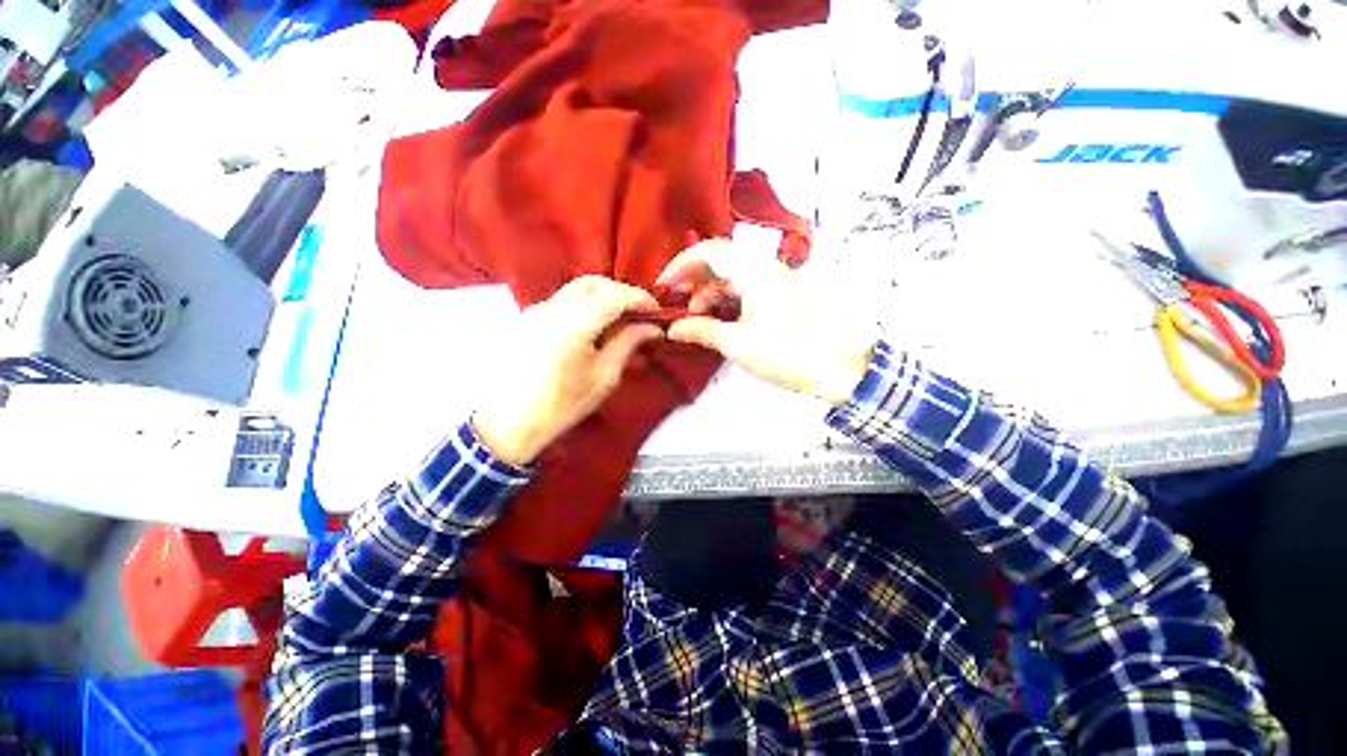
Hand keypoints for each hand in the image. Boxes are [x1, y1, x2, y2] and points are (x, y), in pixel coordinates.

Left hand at [473, 276, 663, 464]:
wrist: (510, 422)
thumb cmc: (563, 405)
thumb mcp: (604, 376)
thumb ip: (628, 344)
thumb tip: (652, 328)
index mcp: (575, 324)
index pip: (615, 296)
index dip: (640, 299)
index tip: (657, 312)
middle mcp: (553, 308)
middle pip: (594, 283)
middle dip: (622, 292)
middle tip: (639, 312)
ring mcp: (536, 310)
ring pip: (576, 288)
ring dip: (603, 296)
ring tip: (619, 318)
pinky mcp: (528, 319)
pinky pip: (562, 300)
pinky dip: (584, 304)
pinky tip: (593, 325)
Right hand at [659, 239, 876, 405]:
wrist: (839, 368)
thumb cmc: (787, 354)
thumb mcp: (739, 345)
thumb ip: (702, 331)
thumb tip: (672, 330)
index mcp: (755, 272)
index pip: (710, 251)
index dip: (681, 265)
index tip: (664, 286)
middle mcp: (766, 267)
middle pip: (721, 261)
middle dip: (694, 279)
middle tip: (674, 301)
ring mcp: (776, 279)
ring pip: (733, 275)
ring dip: (709, 291)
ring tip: (693, 316)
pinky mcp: (781, 294)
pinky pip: (746, 287)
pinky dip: (727, 299)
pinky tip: (717, 318)